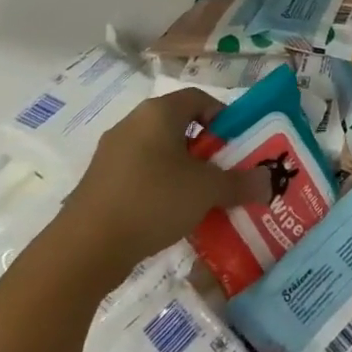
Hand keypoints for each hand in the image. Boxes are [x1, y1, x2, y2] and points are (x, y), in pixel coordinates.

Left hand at [60, 88, 270, 271]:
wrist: (82, 252)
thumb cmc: (153, 201)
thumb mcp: (207, 191)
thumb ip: (241, 183)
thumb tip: (269, 182)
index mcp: (158, 113)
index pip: (200, 98)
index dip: (224, 117)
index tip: (238, 144)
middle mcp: (132, 124)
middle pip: (180, 125)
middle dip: (207, 148)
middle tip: (226, 171)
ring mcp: (111, 154)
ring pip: (160, 152)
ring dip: (184, 170)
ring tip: (201, 197)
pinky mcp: (98, 183)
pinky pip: (140, 174)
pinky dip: (159, 187)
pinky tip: (170, 214)